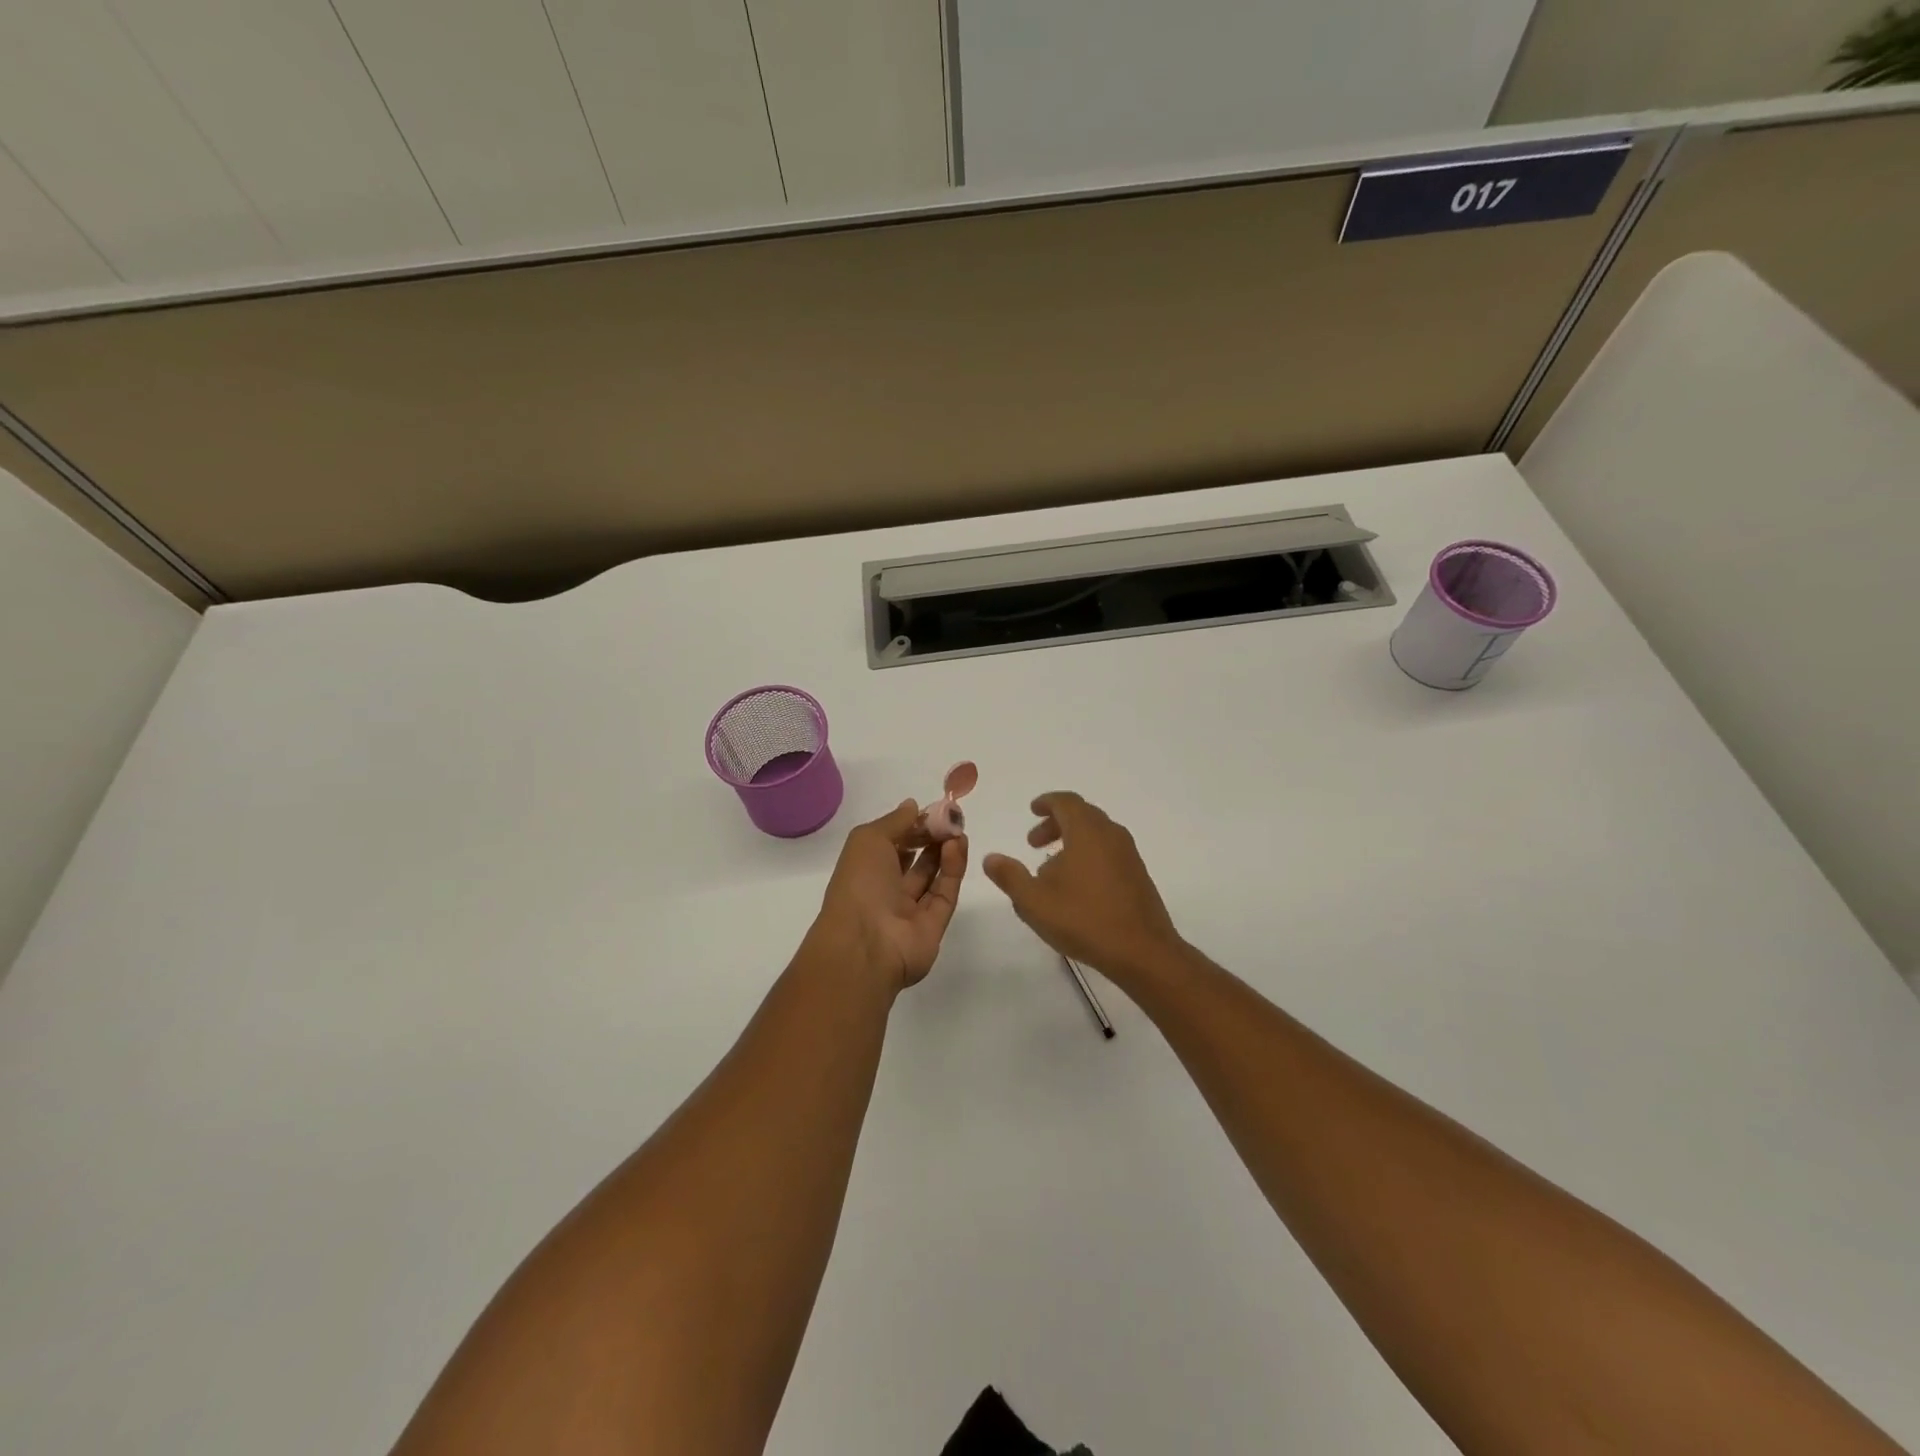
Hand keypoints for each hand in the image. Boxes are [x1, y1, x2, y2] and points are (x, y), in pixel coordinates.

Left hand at [813, 800, 967, 992]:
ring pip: (933, 875)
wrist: (866, 945)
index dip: (911, 826)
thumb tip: (913, 805)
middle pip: (915, 859)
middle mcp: (886, 890)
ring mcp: (911, 910)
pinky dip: (953, 868)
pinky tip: (958, 845)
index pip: (892, 844)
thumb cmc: (859, 885)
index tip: (932, 810)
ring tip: (958, 828)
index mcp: (865, 870)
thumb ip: (895, 821)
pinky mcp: (935, 924)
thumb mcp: (869, 839)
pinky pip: (946, 892)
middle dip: (932, 836)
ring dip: (945, 849)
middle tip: (951, 818)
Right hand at [982, 792, 1183, 981]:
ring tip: (1050, 869)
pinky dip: (1089, 855)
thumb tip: (990, 858)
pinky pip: (1109, 852)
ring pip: (1096, 834)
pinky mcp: (1138, 875)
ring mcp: (1128, 855)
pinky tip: (1077, 887)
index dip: (1047, 802)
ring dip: (1072, 841)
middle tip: (1033, 843)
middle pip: (1082, 815)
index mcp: (1087, 831)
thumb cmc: (1084, 919)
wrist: (1142, 951)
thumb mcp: (1034, 901)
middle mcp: (1111, 835)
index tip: (1032, 810)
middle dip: (1055, 824)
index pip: (1066, 802)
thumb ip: (1010, 876)